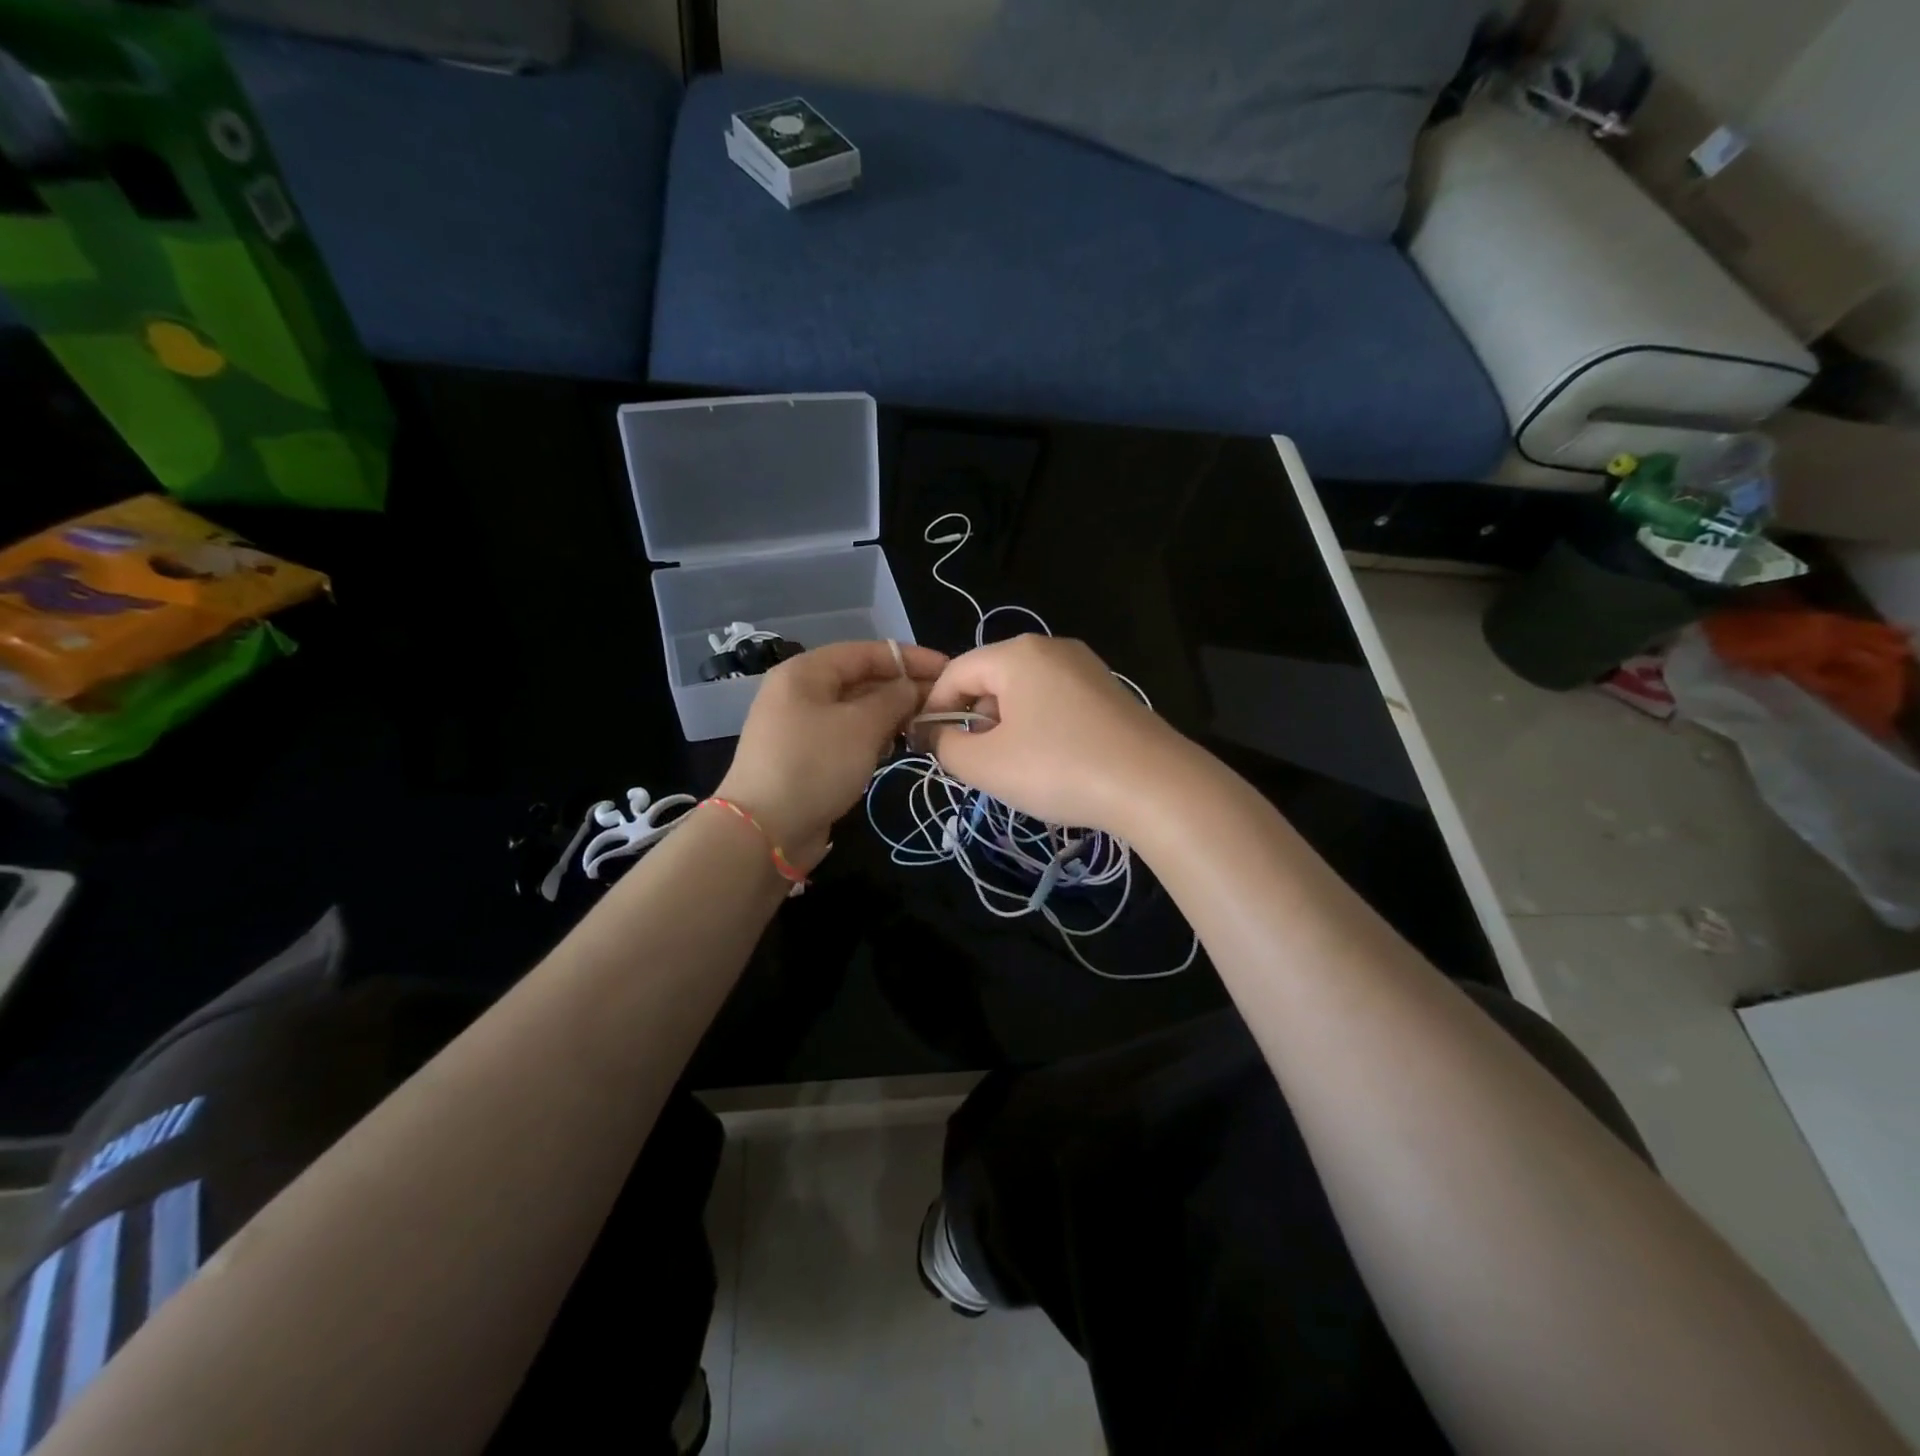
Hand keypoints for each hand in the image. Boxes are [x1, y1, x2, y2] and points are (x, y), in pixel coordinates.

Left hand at [717, 640, 946, 868]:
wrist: (765, 831)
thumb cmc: (815, 765)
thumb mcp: (861, 726)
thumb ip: (894, 699)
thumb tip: (913, 688)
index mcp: (806, 672)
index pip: (866, 652)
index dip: (909, 658)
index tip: (948, 670)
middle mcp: (800, 692)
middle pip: (860, 680)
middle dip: (902, 688)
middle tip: (942, 703)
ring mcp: (800, 726)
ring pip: (855, 710)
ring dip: (890, 715)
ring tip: (925, 725)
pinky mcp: (805, 757)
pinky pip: (846, 736)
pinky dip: (872, 737)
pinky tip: (896, 748)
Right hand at [921, 635, 1191, 834]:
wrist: (1155, 785)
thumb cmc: (1059, 769)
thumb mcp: (986, 765)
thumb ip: (946, 748)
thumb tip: (936, 736)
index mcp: (1016, 654)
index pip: (955, 672)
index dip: (934, 709)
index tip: (928, 747)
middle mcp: (1051, 648)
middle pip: (991, 679)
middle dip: (973, 720)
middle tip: (974, 763)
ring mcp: (1085, 667)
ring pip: (1024, 692)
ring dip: (1005, 726)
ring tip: (1013, 768)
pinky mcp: (1109, 691)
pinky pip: (1055, 702)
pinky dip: (1039, 727)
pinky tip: (1051, 762)